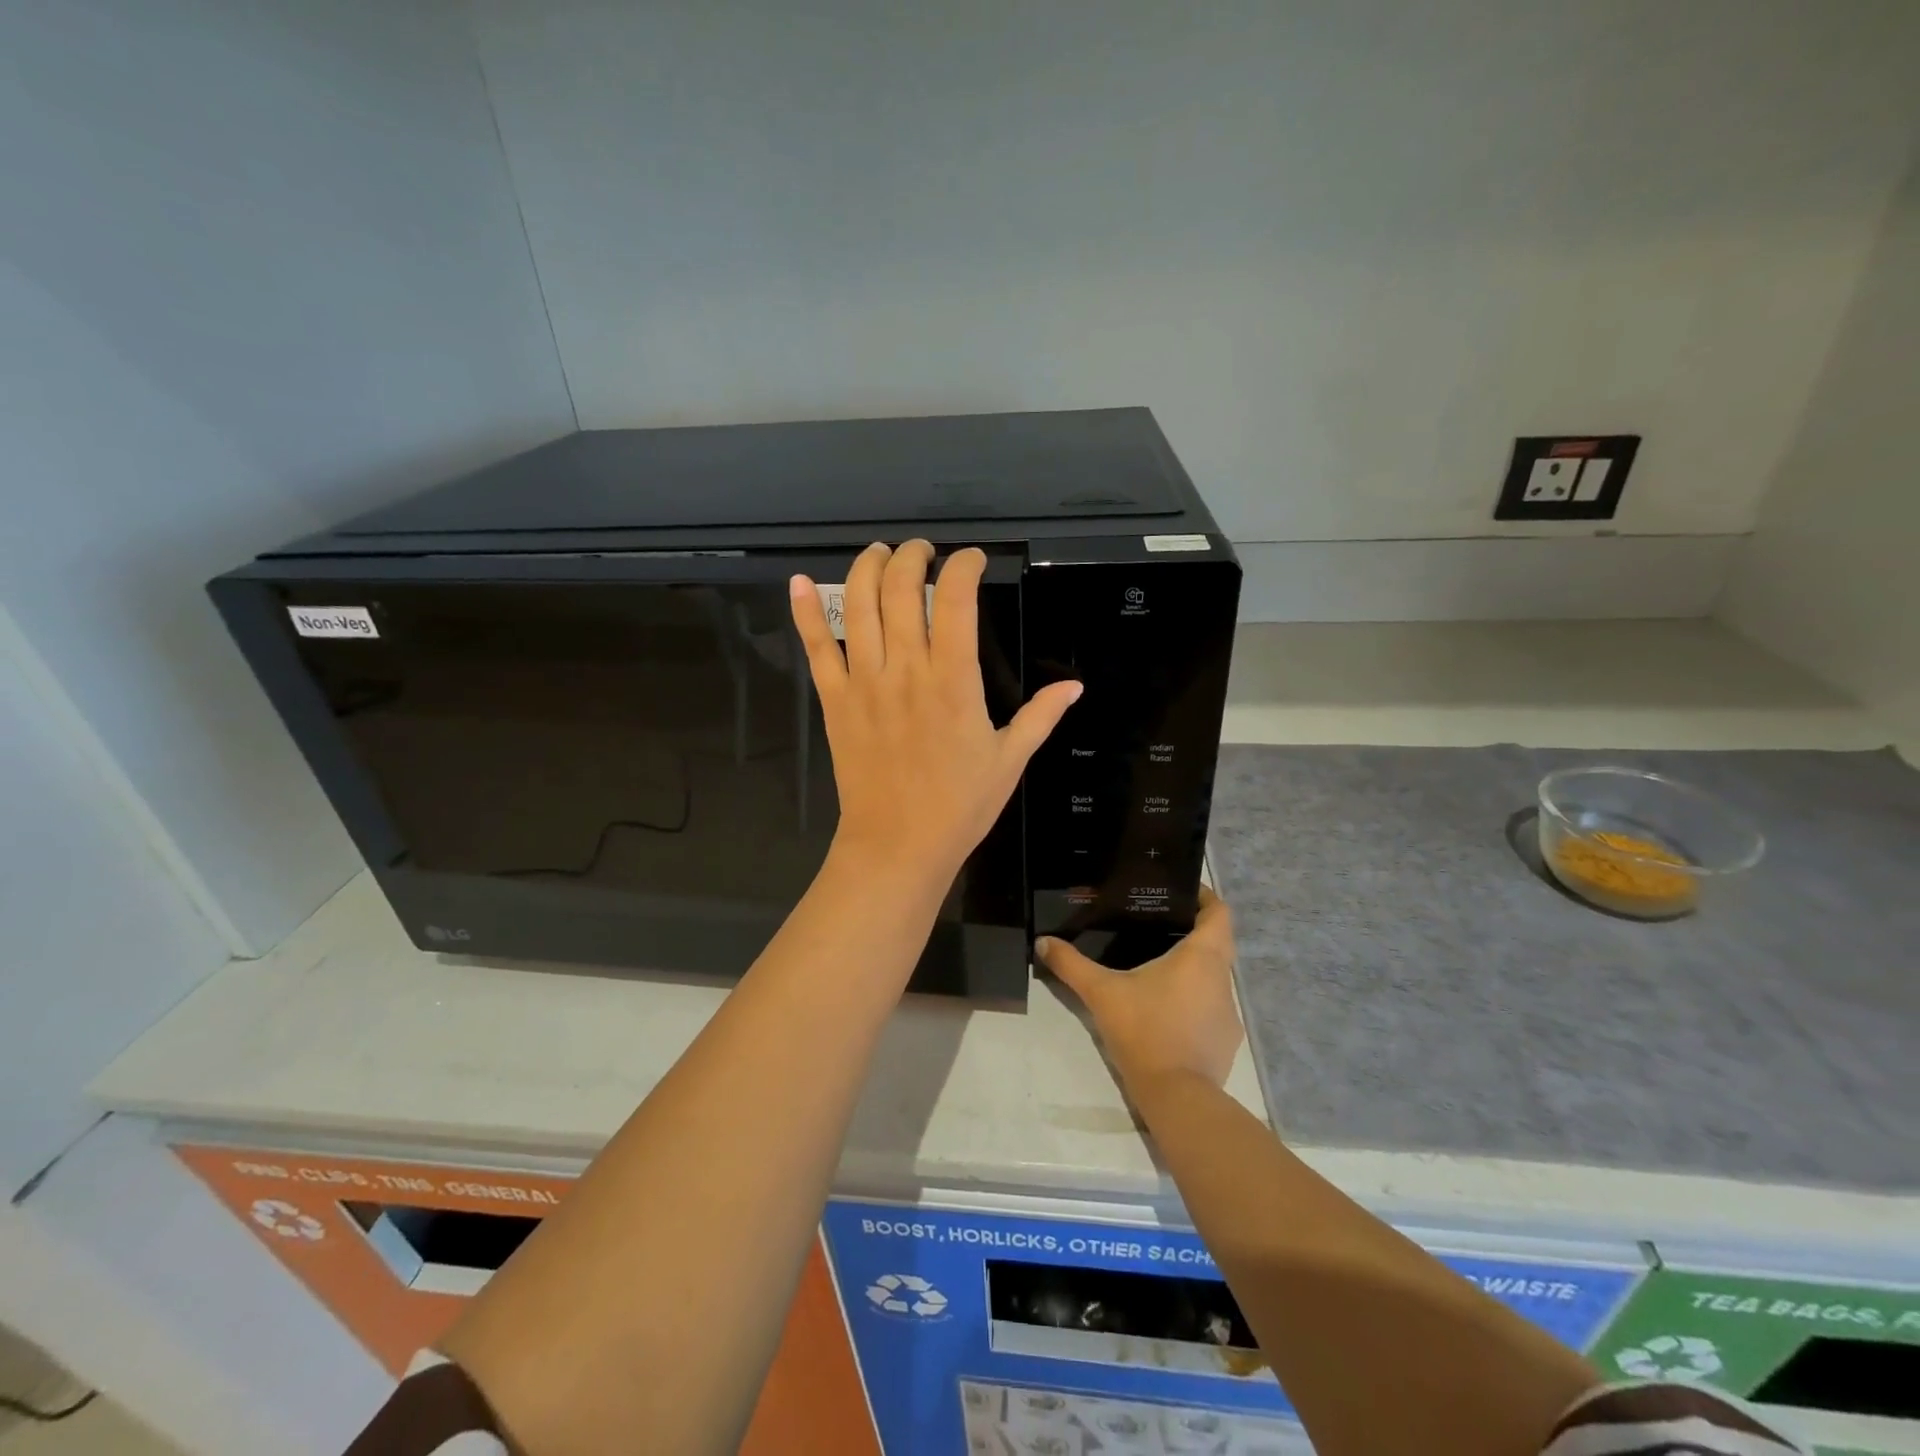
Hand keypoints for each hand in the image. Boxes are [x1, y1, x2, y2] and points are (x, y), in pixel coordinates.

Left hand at [790, 540, 1082, 882]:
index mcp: (954, 681)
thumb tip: (1074, 686)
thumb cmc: (959, 806)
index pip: (955, 599)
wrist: (898, 846)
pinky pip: (817, 648)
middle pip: (900, 590)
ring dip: (866, 568)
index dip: (963, 566)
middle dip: (911, 557)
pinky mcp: (835, 701)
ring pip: (857, 606)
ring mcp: (864, 683)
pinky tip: (801, 582)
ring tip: (878, 553)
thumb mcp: (1010, 760)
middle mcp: (905, 670)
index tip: (971, 560)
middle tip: (921, 553)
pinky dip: (805, 612)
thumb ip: (1040, 716)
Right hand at [1037, 889, 1242, 1090]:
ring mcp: (1228, 1013)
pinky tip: (1165, 1011)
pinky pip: (1211, 1008)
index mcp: (1202, 956)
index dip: (1204, 897)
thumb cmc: (1144, 1031)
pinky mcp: (1225, 1041)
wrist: (1177, 1097)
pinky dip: (1193, 1002)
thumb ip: (1071, 965)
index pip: (1219, 912)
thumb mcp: (1101, 993)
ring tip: (1156, 967)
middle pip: (1217, 943)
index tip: (1181, 891)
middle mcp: (1223, 979)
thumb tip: (1042, 942)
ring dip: (1192, 969)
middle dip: (1192, 931)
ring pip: (1213, 977)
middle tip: (1156, 925)